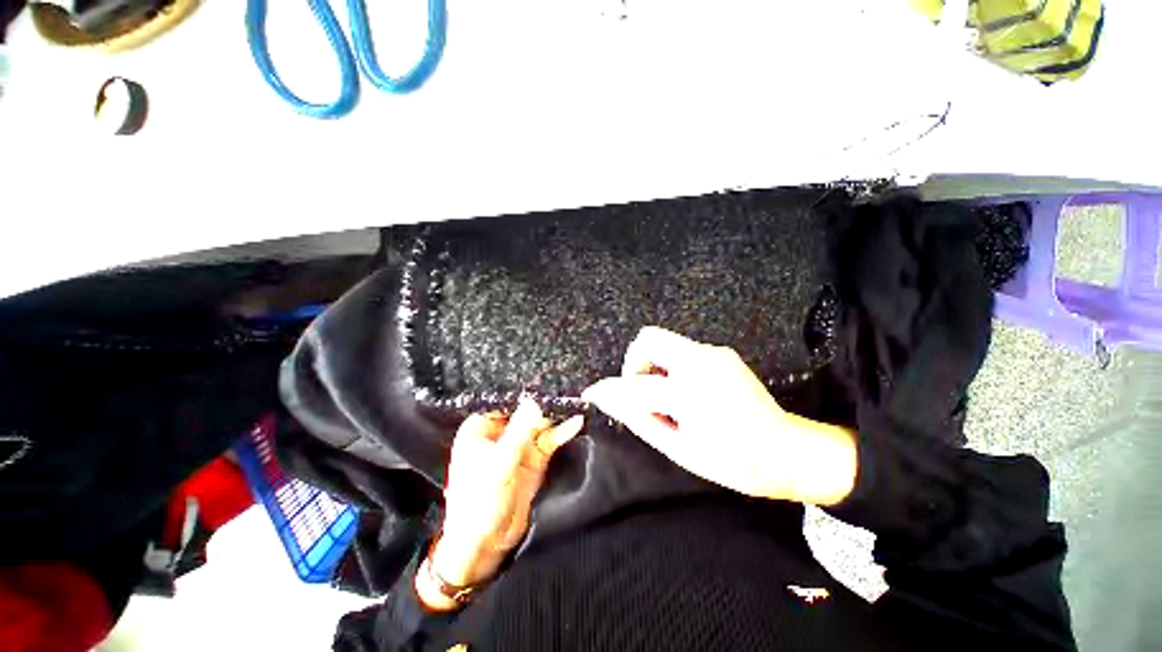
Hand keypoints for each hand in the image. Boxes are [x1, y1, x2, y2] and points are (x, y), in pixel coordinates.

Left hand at [418, 397, 582, 610]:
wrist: (485, 544)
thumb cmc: (480, 502)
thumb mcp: (499, 465)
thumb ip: (519, 433)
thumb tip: (534, 402)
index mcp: (481, 428)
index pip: (505, 401)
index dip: (524, 391)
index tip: (546, 378)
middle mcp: (500, 432)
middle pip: (525, 411)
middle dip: (544, 402)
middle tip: (567, 387)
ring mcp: (519, 445)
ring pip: (539, 424)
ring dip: (556, 417)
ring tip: (575, 401)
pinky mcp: (533, 458)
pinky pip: (548, 440)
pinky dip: (561, 433)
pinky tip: (576, 422)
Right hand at [582, 326, 856, 505]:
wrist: (788, 450)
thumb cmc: (735, 462)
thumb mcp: (680, 449)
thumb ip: (642, 420)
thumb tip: (612, 403)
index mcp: (691, 393)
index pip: (635, 384)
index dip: (608, 389)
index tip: (593, 393)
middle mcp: (701, 362)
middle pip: (648, 339)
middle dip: (634, 363)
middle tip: (641, 391)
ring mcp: (714, 353)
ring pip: (664, 341)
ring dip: (653, 365)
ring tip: (665, 395)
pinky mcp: (721, 352)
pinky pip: (682, 350)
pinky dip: (671, 366)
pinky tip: (684, 391)